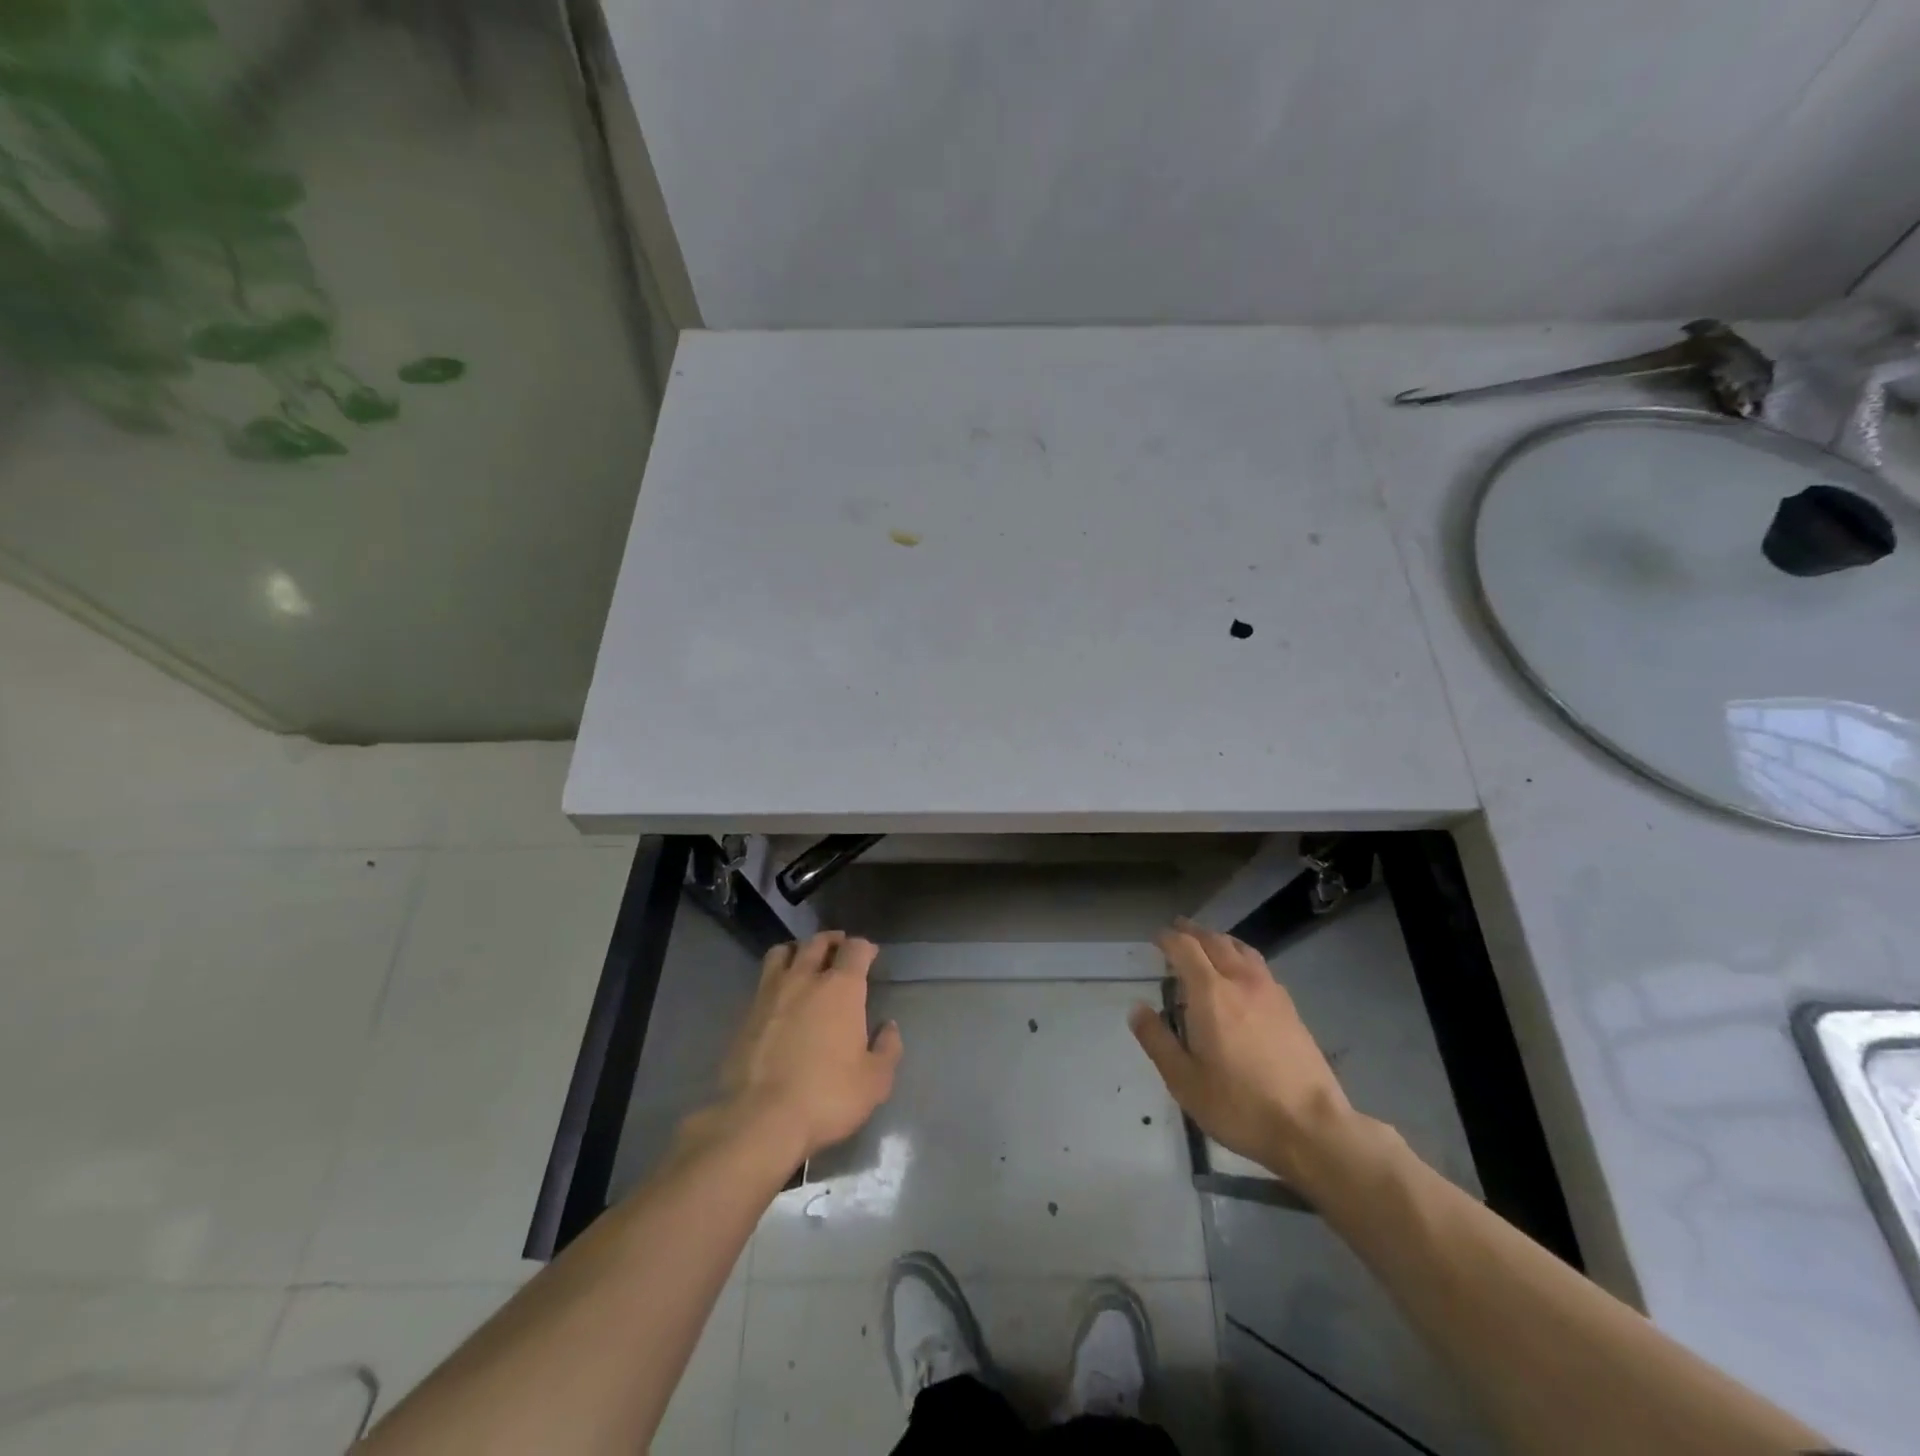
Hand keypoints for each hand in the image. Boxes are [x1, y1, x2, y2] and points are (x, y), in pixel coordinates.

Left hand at [718, 931, 903, 1163]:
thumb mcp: (875, 1081)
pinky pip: (763, 979)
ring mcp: (771, 993)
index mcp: (842, 988)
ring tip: (804, 961)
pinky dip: (775, 977)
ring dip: (798, 950)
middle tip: (839, 950)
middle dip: (832, 941)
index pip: (855, 949)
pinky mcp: (746, 1013)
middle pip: (818, 942)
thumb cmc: (827, 1096)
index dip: (864, 948)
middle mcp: (805, 979)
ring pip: (783, 952)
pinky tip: (780, 995)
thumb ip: (887, 1049)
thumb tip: (887, 1027)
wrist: (761, 1119)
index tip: (870, 956)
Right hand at [1129, 921, 1360, 1194]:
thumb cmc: (1239, 1105)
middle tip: (1177, 930)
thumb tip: (1137, 1009)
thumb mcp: (1184, 1081)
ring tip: (1208, 944)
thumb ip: (1157, 1040)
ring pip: (1242, 950)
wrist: (1312, 1128)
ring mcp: (1271, 993)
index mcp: (1210, 994)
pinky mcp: (1291, 1009)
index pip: (1185, 948)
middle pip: (1215, 941)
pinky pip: (1260, 967)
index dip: (1168, 938)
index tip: (1155, 938)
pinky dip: (1242, 957)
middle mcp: (1241, 982)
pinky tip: (1241, 975)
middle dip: (1193, 932)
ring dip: (1220, 940)